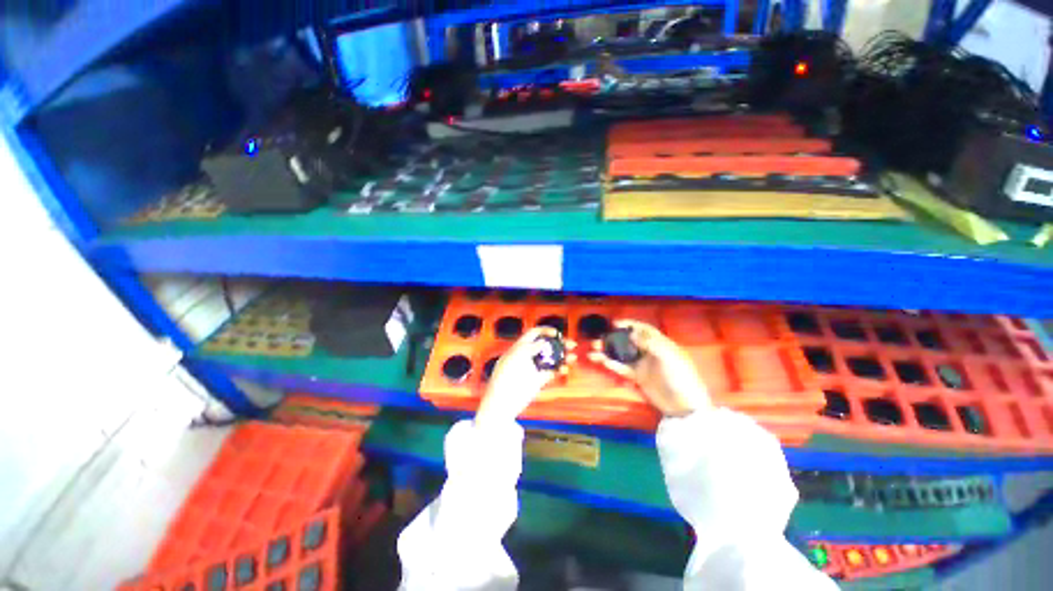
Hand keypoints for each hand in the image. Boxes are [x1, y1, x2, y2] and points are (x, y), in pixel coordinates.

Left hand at [476, 327, 576, 425]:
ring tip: (572, 357)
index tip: (557, 333)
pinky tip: (565, 369)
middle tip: (571, 344)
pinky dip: (560, 369)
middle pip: (546, 345)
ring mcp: (534, 367)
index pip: (534, 334)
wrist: (502, 401)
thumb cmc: (505, 376)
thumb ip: (531, 347)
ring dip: (563, 356)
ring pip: (552, 358)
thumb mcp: (517, 356)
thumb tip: (544, 342)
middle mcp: (528, 355)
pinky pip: (552, 371)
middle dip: (559, 343)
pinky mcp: (539, 380)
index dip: (545, 331)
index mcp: (520, 347)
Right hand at [589, 320, 709, 416]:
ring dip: (608, 351)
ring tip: (593, 349)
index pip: (643, 329)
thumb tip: (632, 334)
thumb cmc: (680, 377)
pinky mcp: (637, 377)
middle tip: (600, 337)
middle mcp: (649, 352)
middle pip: (629, 341)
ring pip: (622, 354)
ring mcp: (642, 365)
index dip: (630, 324)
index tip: (615, 323)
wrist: (683, 406)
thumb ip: (650, 344)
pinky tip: (601, 360)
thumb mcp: (668, 357)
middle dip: (614, 337)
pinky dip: (611, 363)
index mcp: (660, 344)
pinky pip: (621, 368)